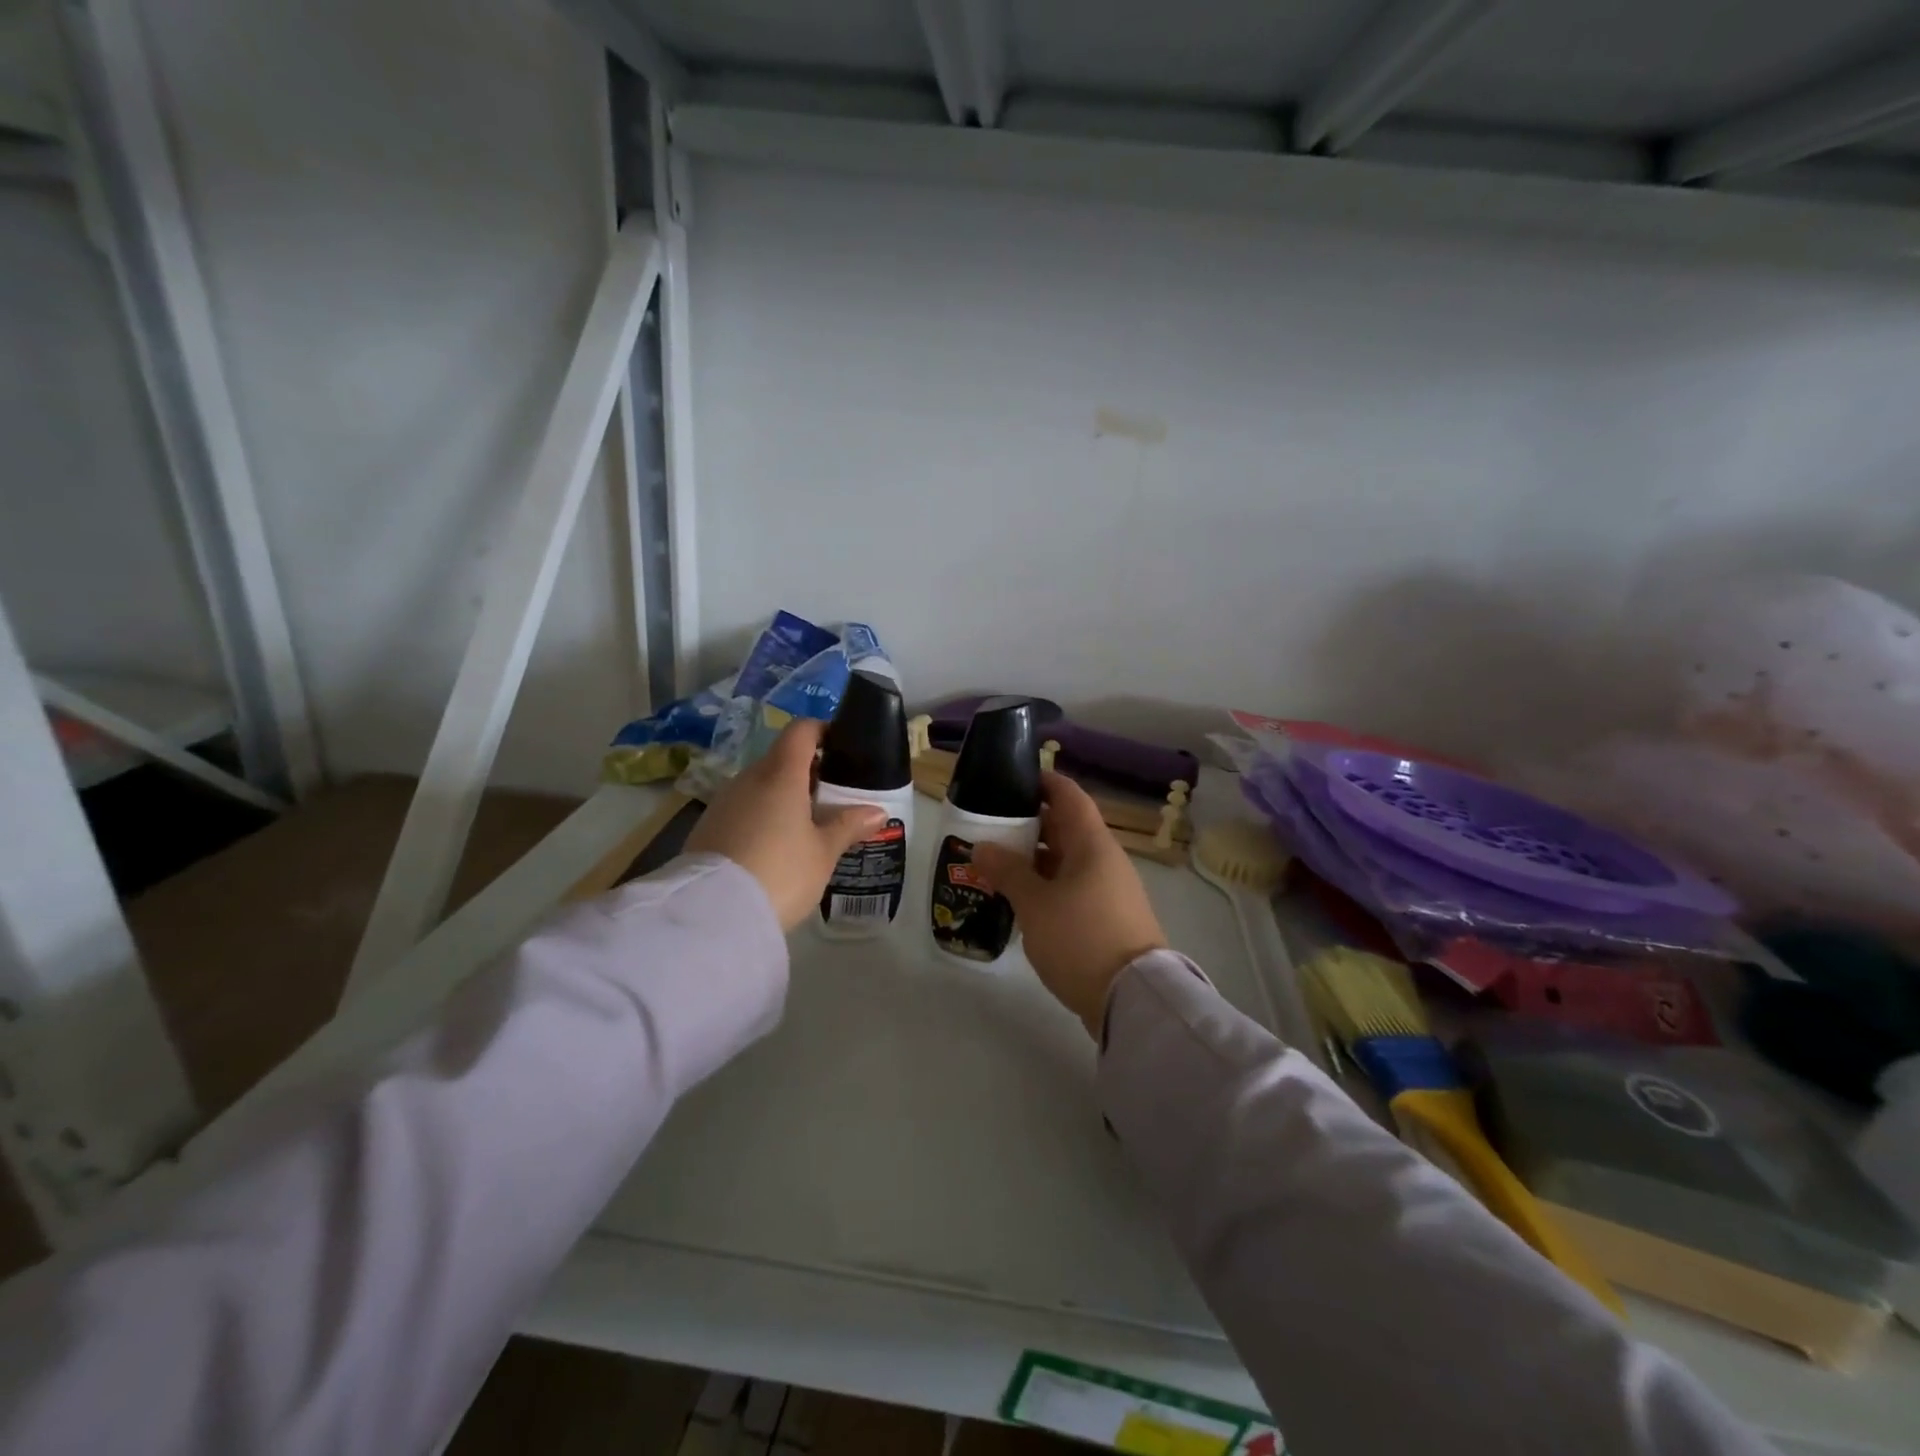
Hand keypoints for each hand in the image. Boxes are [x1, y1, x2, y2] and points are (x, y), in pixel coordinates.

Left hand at [685, 719, 886, 930]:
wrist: (712, 913)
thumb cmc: (780, 872)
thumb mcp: (823, 853)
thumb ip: (848, 826)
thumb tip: (877, 812)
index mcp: (781, 774)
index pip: (801, 731)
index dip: (822, 732)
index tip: (841, 747)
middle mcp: (749, 778)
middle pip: (781, 759)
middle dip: (807, 772)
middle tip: (832, 798)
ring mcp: (724, 801)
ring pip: (760, 785)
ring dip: (783, 796)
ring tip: (805, 827)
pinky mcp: (707, 826)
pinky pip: (742, 808)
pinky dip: (761, 816)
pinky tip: (773, 847)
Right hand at [974, 773, 1166, 1037]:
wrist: (1131, 998)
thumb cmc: (1081, 938)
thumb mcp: (1035, 903)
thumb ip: (1007, 871)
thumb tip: (983, 846)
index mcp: (1092, 844)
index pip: (1068, 796)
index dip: (1042, 782)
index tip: (1011, 779)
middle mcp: (1104, 860)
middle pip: (1065, 828)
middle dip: (1028, 824)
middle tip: (989, 826)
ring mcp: (1108, 890)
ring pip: (1066, 861)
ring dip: (1034, 860)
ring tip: (995, 863)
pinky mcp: (1106, 918)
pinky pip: (1071, 888)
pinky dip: (1045, 886)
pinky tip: (1018, 900)